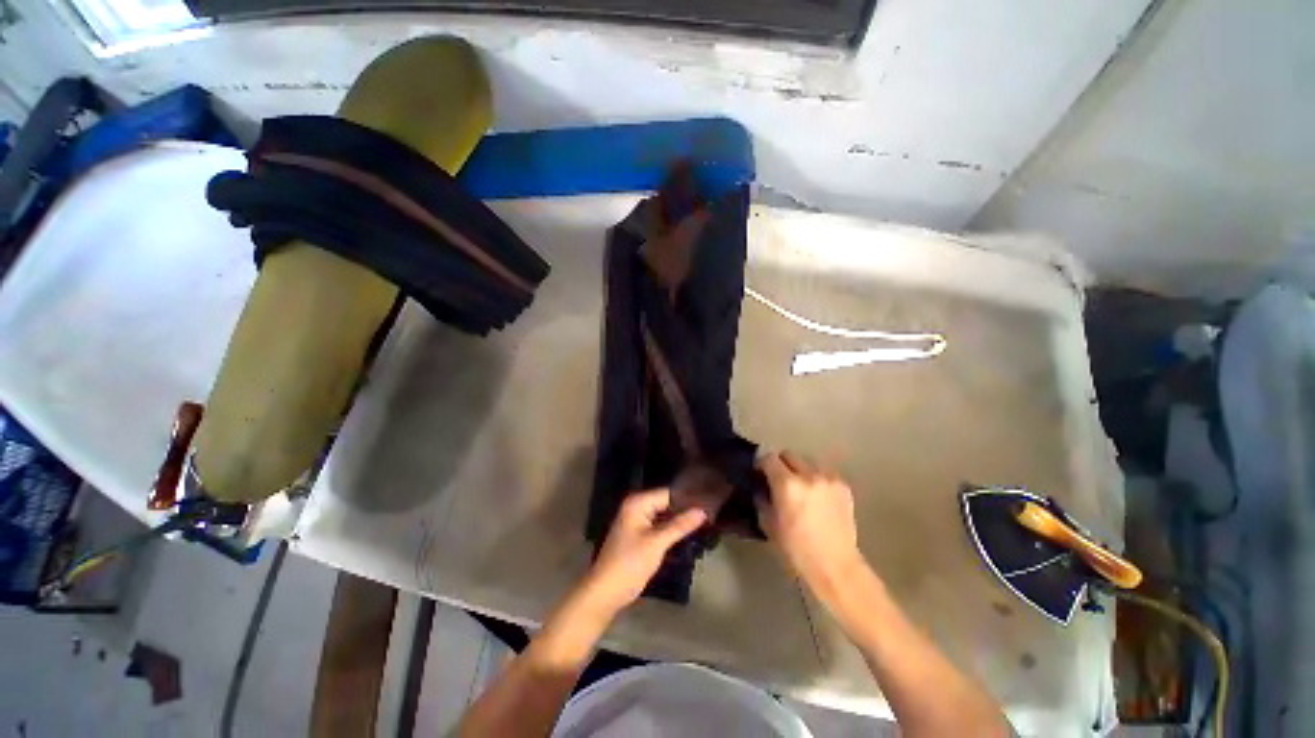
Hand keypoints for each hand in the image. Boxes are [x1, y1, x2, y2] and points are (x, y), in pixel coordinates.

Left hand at [580, 488, 707, 616]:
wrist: (606, 592)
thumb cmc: (629, 563)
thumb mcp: (657, 543)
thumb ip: (680, 525)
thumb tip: (703, 511)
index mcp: (638, 503)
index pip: (668, 493)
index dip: (687, 498)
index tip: (709, 503)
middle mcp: (636, 507)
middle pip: (666, 503)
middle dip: (684, 510)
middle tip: (709, 514)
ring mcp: (637, 521)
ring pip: (664, 516)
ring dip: (679, 521)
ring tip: (705, 522)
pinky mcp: (639, 535)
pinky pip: (659, 526)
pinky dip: (671, 530)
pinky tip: (688, 533)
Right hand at [756, 451, 865, 593]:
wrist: (836, 567)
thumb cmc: (796, 550)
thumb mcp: (768, 524)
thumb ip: (762, 498)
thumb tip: (761, 487)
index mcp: (787, 484)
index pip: (768, 458)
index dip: (761, 464)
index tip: (759, 474)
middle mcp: (808, 475)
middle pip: (788, 454)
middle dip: (780, 464)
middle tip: (778, 481)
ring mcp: (828, 478)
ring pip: (807, 461)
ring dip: (799, 470)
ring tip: (800, 489)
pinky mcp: (843, 486)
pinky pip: (823, 473)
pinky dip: (816, 479)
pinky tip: (816, 497)